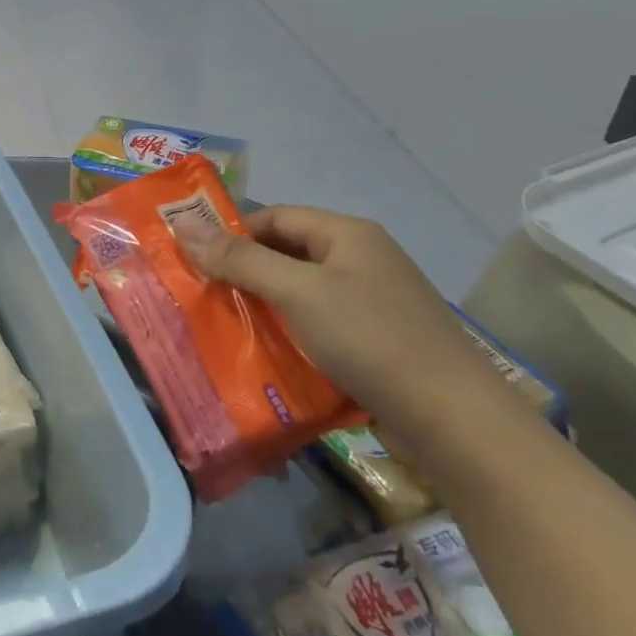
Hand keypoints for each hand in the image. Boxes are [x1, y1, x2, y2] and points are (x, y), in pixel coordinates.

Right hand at [175, 206, 493, 427]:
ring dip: (263, 303)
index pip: (275, 217)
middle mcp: (362, 259)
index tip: (193, 260)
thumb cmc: (369, 338)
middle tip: (200, 293)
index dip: (232, 232)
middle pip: (287, 252)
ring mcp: (372, 300)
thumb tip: (183, 224)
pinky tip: (266, 351)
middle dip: (243, 270)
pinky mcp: (375, 338)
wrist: (452, 418)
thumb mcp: (297, 292)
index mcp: (348, 234)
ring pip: (301, 290)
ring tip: (222, 323)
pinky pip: (318, 322)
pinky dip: (288, 330)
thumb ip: (240, 259)